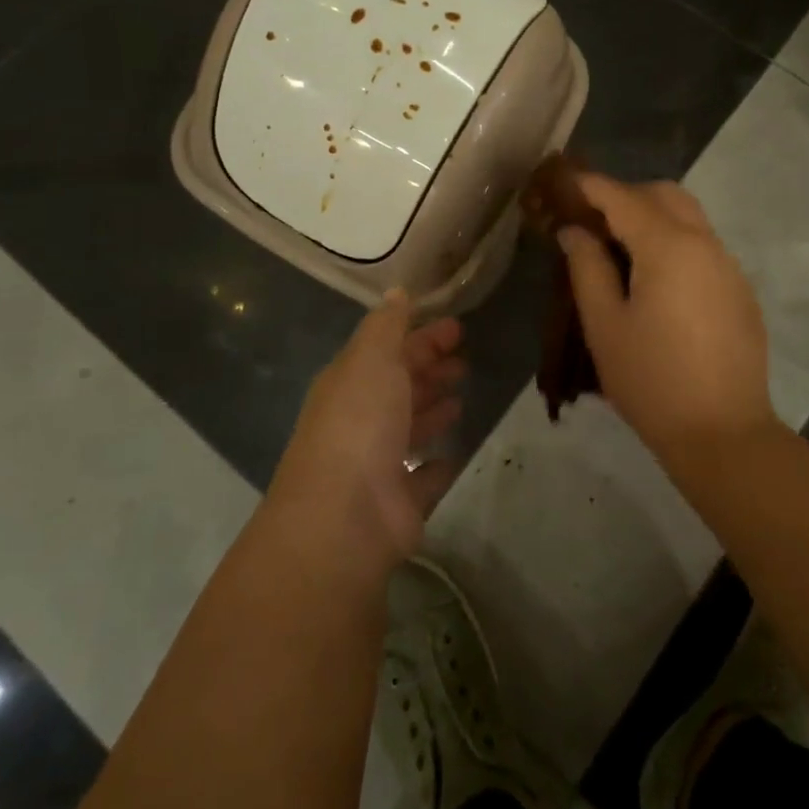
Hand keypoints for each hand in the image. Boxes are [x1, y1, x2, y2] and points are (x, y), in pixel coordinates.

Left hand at [268, 290, 464, 570]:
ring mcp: (378, 463)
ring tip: (461, 398)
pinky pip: (423, 475)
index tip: (458, 327)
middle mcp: (360, 420)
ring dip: (433, 410)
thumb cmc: (359, 423)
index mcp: (350, 383)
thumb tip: (397, 291)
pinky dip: (437, 463)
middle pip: (399, 387)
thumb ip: (387, 325)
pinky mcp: (399, 501)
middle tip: (465, 361)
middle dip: (429, 370)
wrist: (344, 516)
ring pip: (410, 428)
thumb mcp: (371, 358)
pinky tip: (454, 452)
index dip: (422, 336)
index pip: (389, 350)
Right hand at [557, 173, 772, 459]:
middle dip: (626, 195)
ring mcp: (728, 266)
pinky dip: (674, 243)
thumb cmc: (651, 380)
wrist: (723, 434)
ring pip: (689, 218)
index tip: (563, 182)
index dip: (590, 186)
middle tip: (592, 220)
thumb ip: (587, 267)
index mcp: (668, 247)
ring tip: (619, 251)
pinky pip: (703, 246)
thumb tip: (575, 231)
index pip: (623, 197)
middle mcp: (705, 244)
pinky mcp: (740, 291)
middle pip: (664, 195)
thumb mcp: (604, 324)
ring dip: (653, 218)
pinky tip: (655, 282)